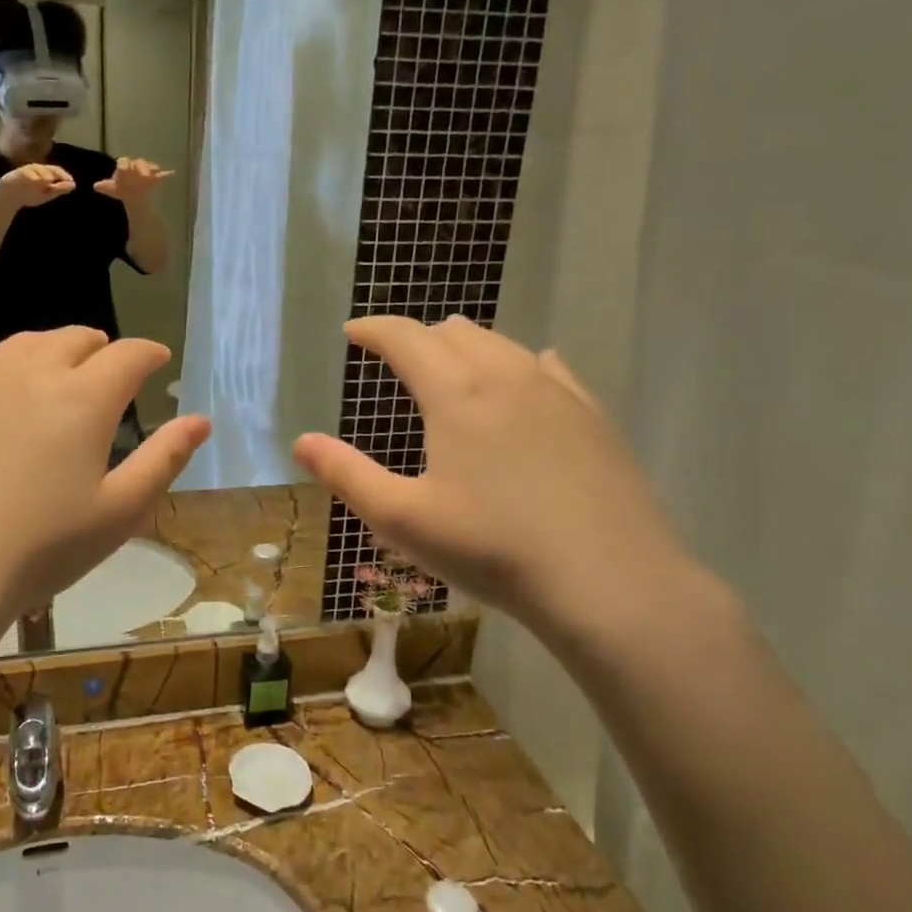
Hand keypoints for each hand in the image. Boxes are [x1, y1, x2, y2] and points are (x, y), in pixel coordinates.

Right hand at [0, 163, 75, 207]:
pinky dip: (32, 177)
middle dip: (57, 173)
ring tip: (51, 180)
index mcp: (44, 173)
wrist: (9, 198)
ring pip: (37, 170)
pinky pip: (25, 174)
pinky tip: (37, 180)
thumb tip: (73, 185)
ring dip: (45, 174)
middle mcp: (36, 169)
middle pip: (48, 169)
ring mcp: (26, 171)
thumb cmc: (29, 194)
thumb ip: (58, 189)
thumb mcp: (46, 193)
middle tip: (65, 179)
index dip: (64, 176)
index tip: (72, 182)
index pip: (56, 171)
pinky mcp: (16, 175)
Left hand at [0, 328, 210, 628]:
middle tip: (107, 365)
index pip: (127, 356)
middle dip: (99, 347)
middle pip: (73, 338)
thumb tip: (200, 420)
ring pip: (23, 343)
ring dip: (51, 349)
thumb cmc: (43, 547)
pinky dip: (0, 362)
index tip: (157, 359)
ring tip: (57, 369)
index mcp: (83, 398)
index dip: (148, 353)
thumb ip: (165, 459)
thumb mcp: (120, 512)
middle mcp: (31, 373)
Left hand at [93, 157, 171, 202]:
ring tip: (156, 172)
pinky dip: (166, 174)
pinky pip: (161, 174)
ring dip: (151, 169)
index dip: (124, 165)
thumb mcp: (112, 189)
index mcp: (124, 167)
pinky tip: (172, 173)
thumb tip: (95, 186)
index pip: (123, 162)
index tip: (124, 169)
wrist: (132, 194)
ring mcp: (145, 171)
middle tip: (144, 174)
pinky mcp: (155, 177)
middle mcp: (135, 166)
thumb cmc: (121, 188)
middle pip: (138, 163)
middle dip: (141, 167)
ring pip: (148, 167)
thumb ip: (105, 187)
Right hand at [293, 316, 698, 649]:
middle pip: (454, 333)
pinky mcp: (593, 417)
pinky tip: (524, 377)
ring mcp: (558, 393)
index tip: (353, 332)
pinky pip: (547, 368)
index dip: (374, 330)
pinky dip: (518, 364)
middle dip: (418, 337)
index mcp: (456, 393)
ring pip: (502, 345)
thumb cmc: (493, 549)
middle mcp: (507, 376)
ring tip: (450, 367)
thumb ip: (346, 475)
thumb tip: (300, 441)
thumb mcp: (402, 519)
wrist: (611, 582)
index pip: (406, 338)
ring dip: (466, 347)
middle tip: (397, 359)